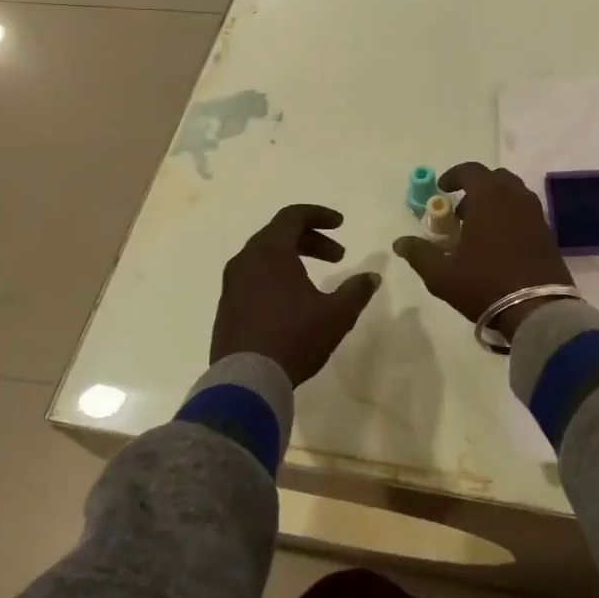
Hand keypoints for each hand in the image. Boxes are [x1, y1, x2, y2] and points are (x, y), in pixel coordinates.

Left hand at [212, 205, 379, 385]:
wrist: (245, 382)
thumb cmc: (293, 338)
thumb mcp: (336, 315)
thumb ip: (356, 291)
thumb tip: (371, 277)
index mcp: (269, 252)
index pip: (293, 216)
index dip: (320, 215)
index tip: (341, 225)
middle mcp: (245, 261)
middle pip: (279, 235)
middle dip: (312, 241)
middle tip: (338, 257)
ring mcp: (231, 285)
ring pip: (264, 257)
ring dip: (294, 260)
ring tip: (317, 281)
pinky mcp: (226, 308)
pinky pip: (253, 279)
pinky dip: (276, 278)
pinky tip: (292, 304)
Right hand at [393, 163, 573, 341]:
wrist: (538, 310)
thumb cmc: (485, 284)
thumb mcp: (442, 274)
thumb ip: (419, 254)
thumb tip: (399, 242)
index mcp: (489, 197)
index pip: (471, 170)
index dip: (454, 175)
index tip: (442, 189)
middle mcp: (515, 197)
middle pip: (495, 178)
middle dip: (476, 188)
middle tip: (461, 212)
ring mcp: (535, 214)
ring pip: (513, 194)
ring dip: (495, 202)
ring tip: (480, 229)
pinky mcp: (548, 232)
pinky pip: (525, 211)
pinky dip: (511, 216)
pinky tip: (500, 243)